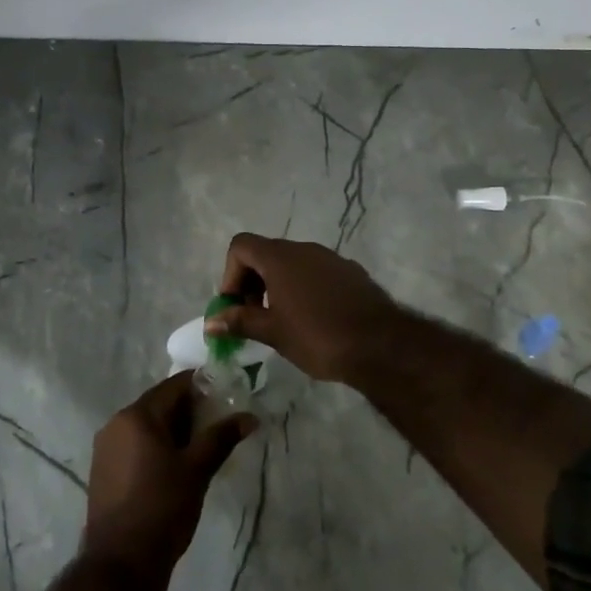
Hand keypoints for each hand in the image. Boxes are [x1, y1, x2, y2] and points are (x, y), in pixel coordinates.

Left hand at [80, 372, 256, 590]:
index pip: (175, 385)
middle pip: (160, 404)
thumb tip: (250, 417)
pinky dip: (156, 447)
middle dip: (190, 412)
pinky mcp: (103, 470)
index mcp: (137, 415)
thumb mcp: (197, 470)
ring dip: (174, 431)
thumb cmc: (162, 509)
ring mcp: (106, 447)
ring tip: (201, 450)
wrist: (120, 564)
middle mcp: (116, 423)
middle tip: (219, 428)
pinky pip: (135, 445)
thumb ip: (221, 437)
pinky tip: (175, 468)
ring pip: (147, 426)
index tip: (227, 398)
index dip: (203, 387)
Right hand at [205, 233, 403, 387]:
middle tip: (253, 317)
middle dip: (252, 282)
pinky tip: (314, 320)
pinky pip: (316, 273)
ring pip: (293, 263)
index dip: (230, 273)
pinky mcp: (351, 272)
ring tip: (283, 321)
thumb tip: (210, 322)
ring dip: (278, 286)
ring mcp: (330, 258)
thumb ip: (239, 321)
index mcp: (280, 258)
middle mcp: (304, 249)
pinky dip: (304, 288)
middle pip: (265, 253)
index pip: (241, 245)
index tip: (236, 305)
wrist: (381, 345)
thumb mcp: (273, 332)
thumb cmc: (318, 336)